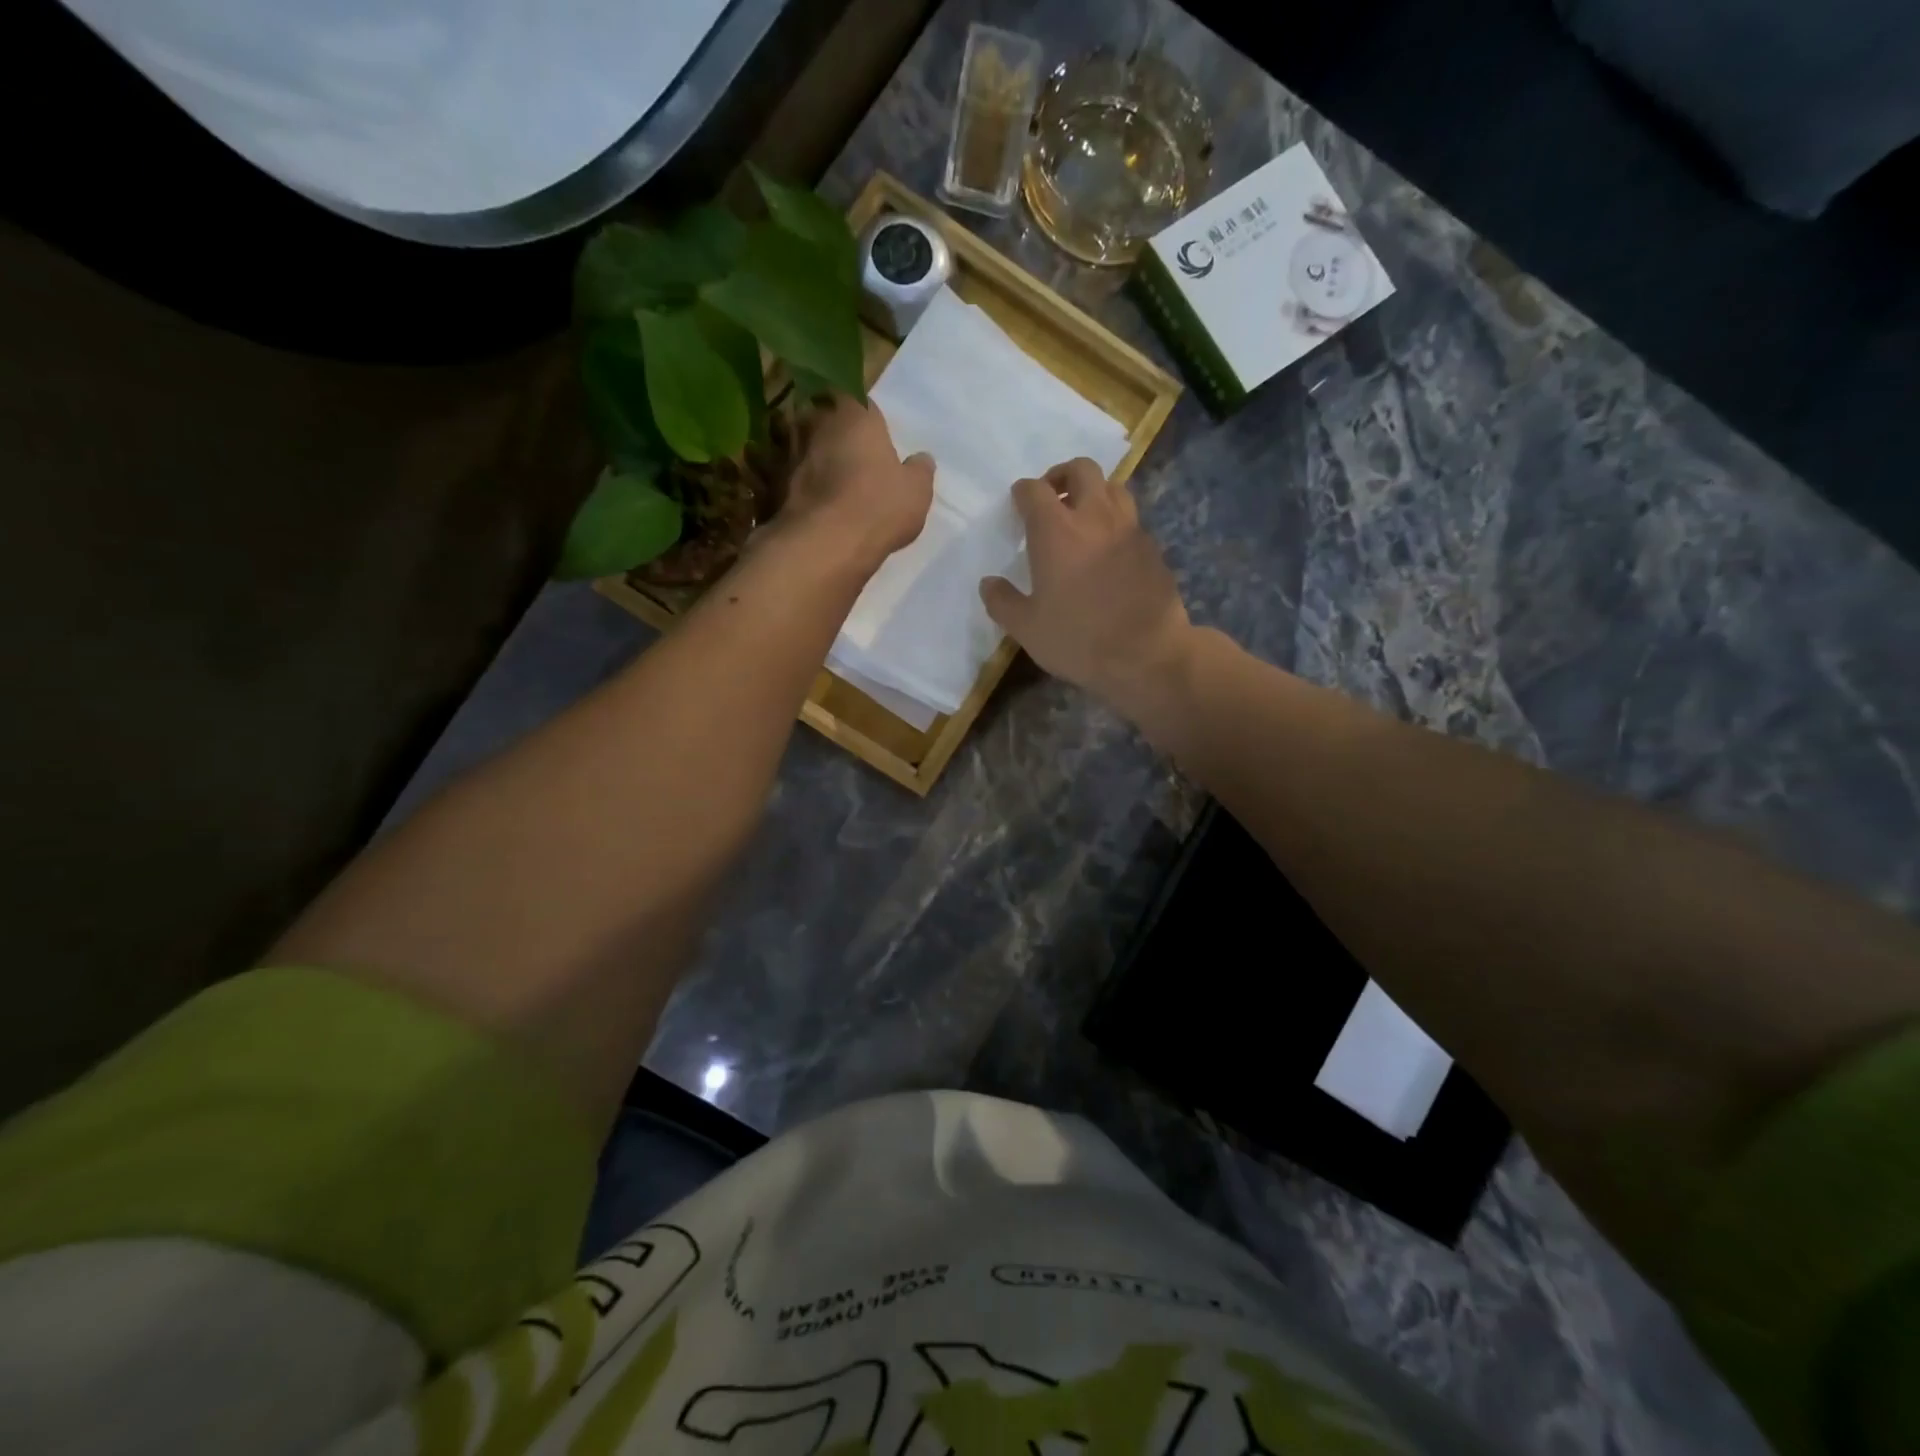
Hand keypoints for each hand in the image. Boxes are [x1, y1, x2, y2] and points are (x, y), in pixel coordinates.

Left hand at [781, 395, 933, 572]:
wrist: (824, 544)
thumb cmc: (878, 507)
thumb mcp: (916, 492)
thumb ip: (919, 470)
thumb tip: (921, 460)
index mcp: (854, 412)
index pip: (856, 397)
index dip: (862, 415)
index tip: (869, 434)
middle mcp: (815, 420)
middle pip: (821, 415)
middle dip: (830, 429)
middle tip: (844, 455)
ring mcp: (787, 450)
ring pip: (795, 441)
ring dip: (806, 454)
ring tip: (820, 478)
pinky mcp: (768, 481)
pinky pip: (778, 472)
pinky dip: (786, 481)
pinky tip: (800, 499)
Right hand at [979, 459, 1192, 711]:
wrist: (1147, 655)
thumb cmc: (1078, 639)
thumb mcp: (1026, 629)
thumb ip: (1002, 601)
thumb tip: (988, 583)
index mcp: (1056, 530)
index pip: (1034, 490)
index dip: (1022, 493)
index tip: (1017, 505)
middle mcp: (1094, 517)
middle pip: (1081, 469)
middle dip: (1062, 475)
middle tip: (1052, 497)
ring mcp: (1129, 529)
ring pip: (1113, 487)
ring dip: (1094, 492)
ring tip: (1083, 517)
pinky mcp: (1152, 548)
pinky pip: (1131, 519)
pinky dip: (1115, 522)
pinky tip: (1108, 550)